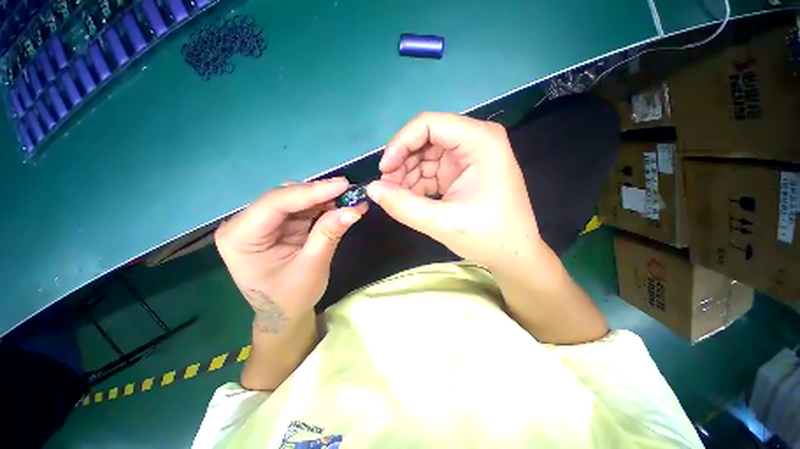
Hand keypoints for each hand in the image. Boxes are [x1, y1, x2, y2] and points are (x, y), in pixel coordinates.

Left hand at [215, 178, 366, 331]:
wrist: (284, 314)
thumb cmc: (291, 297)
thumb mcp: (312, 266)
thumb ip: (329, 234)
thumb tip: (353, 209)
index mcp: (240, 237)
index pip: (276, 203)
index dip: (313, 191)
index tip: (343, 184)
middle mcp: (246, 224)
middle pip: (285, 197)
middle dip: (319, 194)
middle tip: (349, 192)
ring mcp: (262, 222)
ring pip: (295, 199)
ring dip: (323, 199)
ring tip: (347, 200)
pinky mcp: (278, 225)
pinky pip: (301, 208)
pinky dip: (321, 207)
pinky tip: (337, 207)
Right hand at [367, 112, 543, 272]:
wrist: (513, 254)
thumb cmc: (487, 237)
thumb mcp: (442, 223)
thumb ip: (403, 205)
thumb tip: (372, 189)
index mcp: (480, 141)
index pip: (429, 124)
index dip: (400, 144)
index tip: (384, 171)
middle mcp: (475, 140)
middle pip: (426, 139)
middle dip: (403, 163)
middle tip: (388, 189)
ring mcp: (469, 156)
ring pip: (426, 155)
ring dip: (408, 175)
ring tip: (399, 198)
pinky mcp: (463, 171)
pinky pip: (432, 169)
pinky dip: (418, 183)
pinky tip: (411, 199)